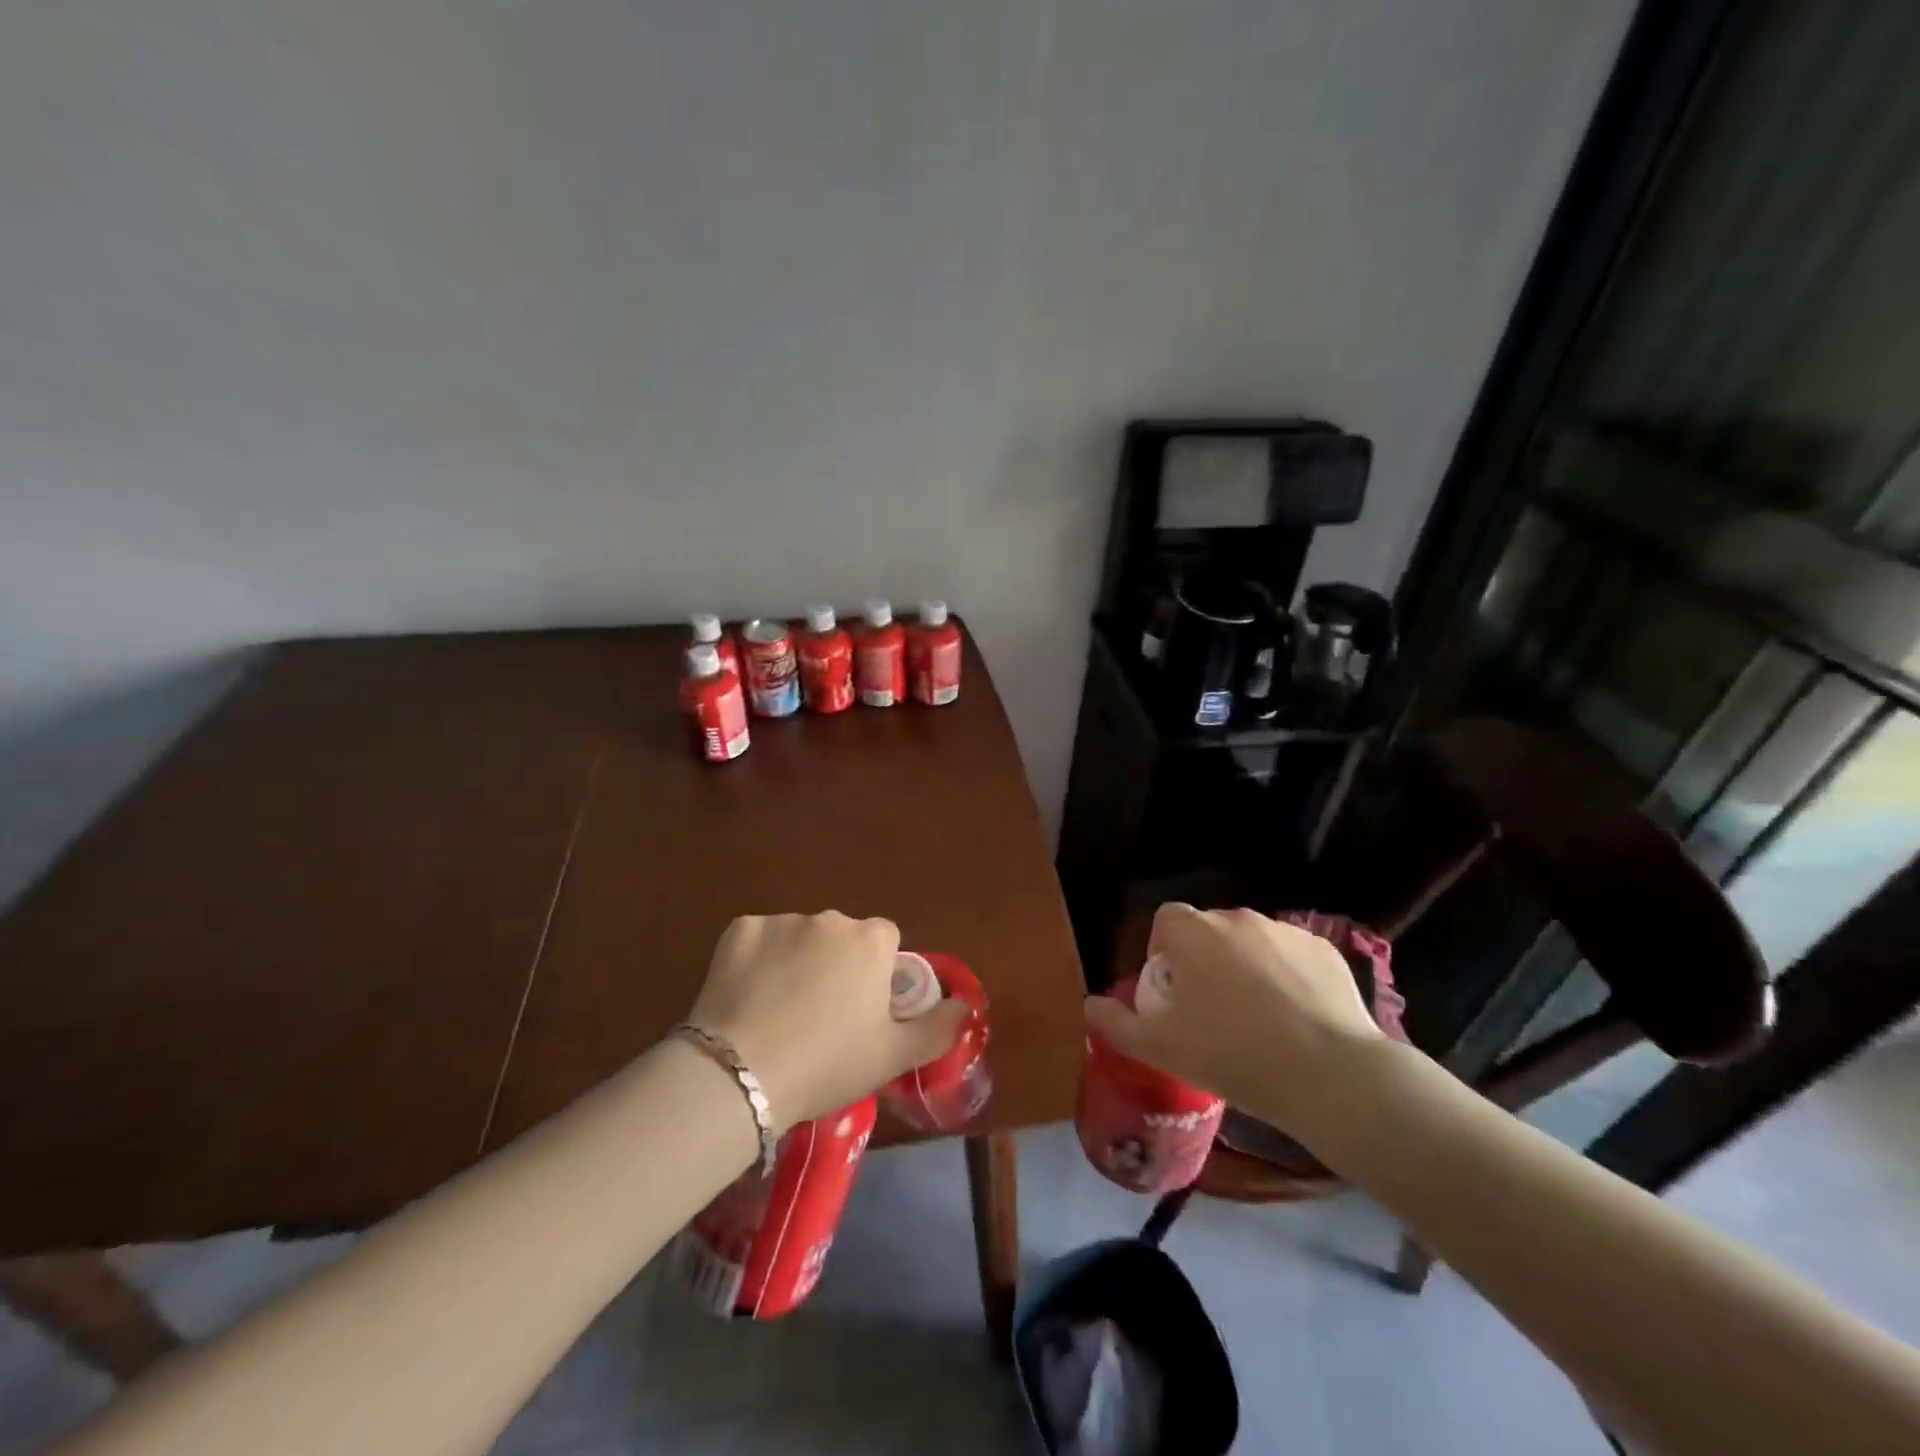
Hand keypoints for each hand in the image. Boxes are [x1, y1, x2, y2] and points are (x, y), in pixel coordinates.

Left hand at [687, 913, 969, 1129]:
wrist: (742, 1074)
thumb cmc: (828, 1064)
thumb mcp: (893, 1057)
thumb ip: (938, 1028)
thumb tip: (964, 1005)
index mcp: (871, 941)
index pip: (885, 943)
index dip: (876, 975)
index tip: (861, 1011)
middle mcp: (830, 919)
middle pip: (842, 937)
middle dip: (836, 965)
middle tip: (820, 1017)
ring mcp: (782, 921)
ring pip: (799, 938)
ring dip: (796, 962)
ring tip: (778, 1013)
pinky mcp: (739, 930)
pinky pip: (758, 941)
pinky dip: (756, 961)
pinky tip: (747, 998)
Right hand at [1084, 903, 1383, 1136]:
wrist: (1328, 1074)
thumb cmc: (1232, 1055)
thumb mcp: (1161, 1048)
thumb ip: (1117, 1023)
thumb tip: (1089, 1005)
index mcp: (1193, 933)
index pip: (1165, 920)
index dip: (1163, 952)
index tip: (1173, 993)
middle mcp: (1237, 918)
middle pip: (1209, 931)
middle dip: (1205, 960)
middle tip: (1212, 1011)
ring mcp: (1285, 931)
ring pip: (1252, 942)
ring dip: (1246, 967)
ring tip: (1258, 1018)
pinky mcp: (1325, 949)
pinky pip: (1292, 956)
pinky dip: (1288, 976)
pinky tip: (1297, 1018)